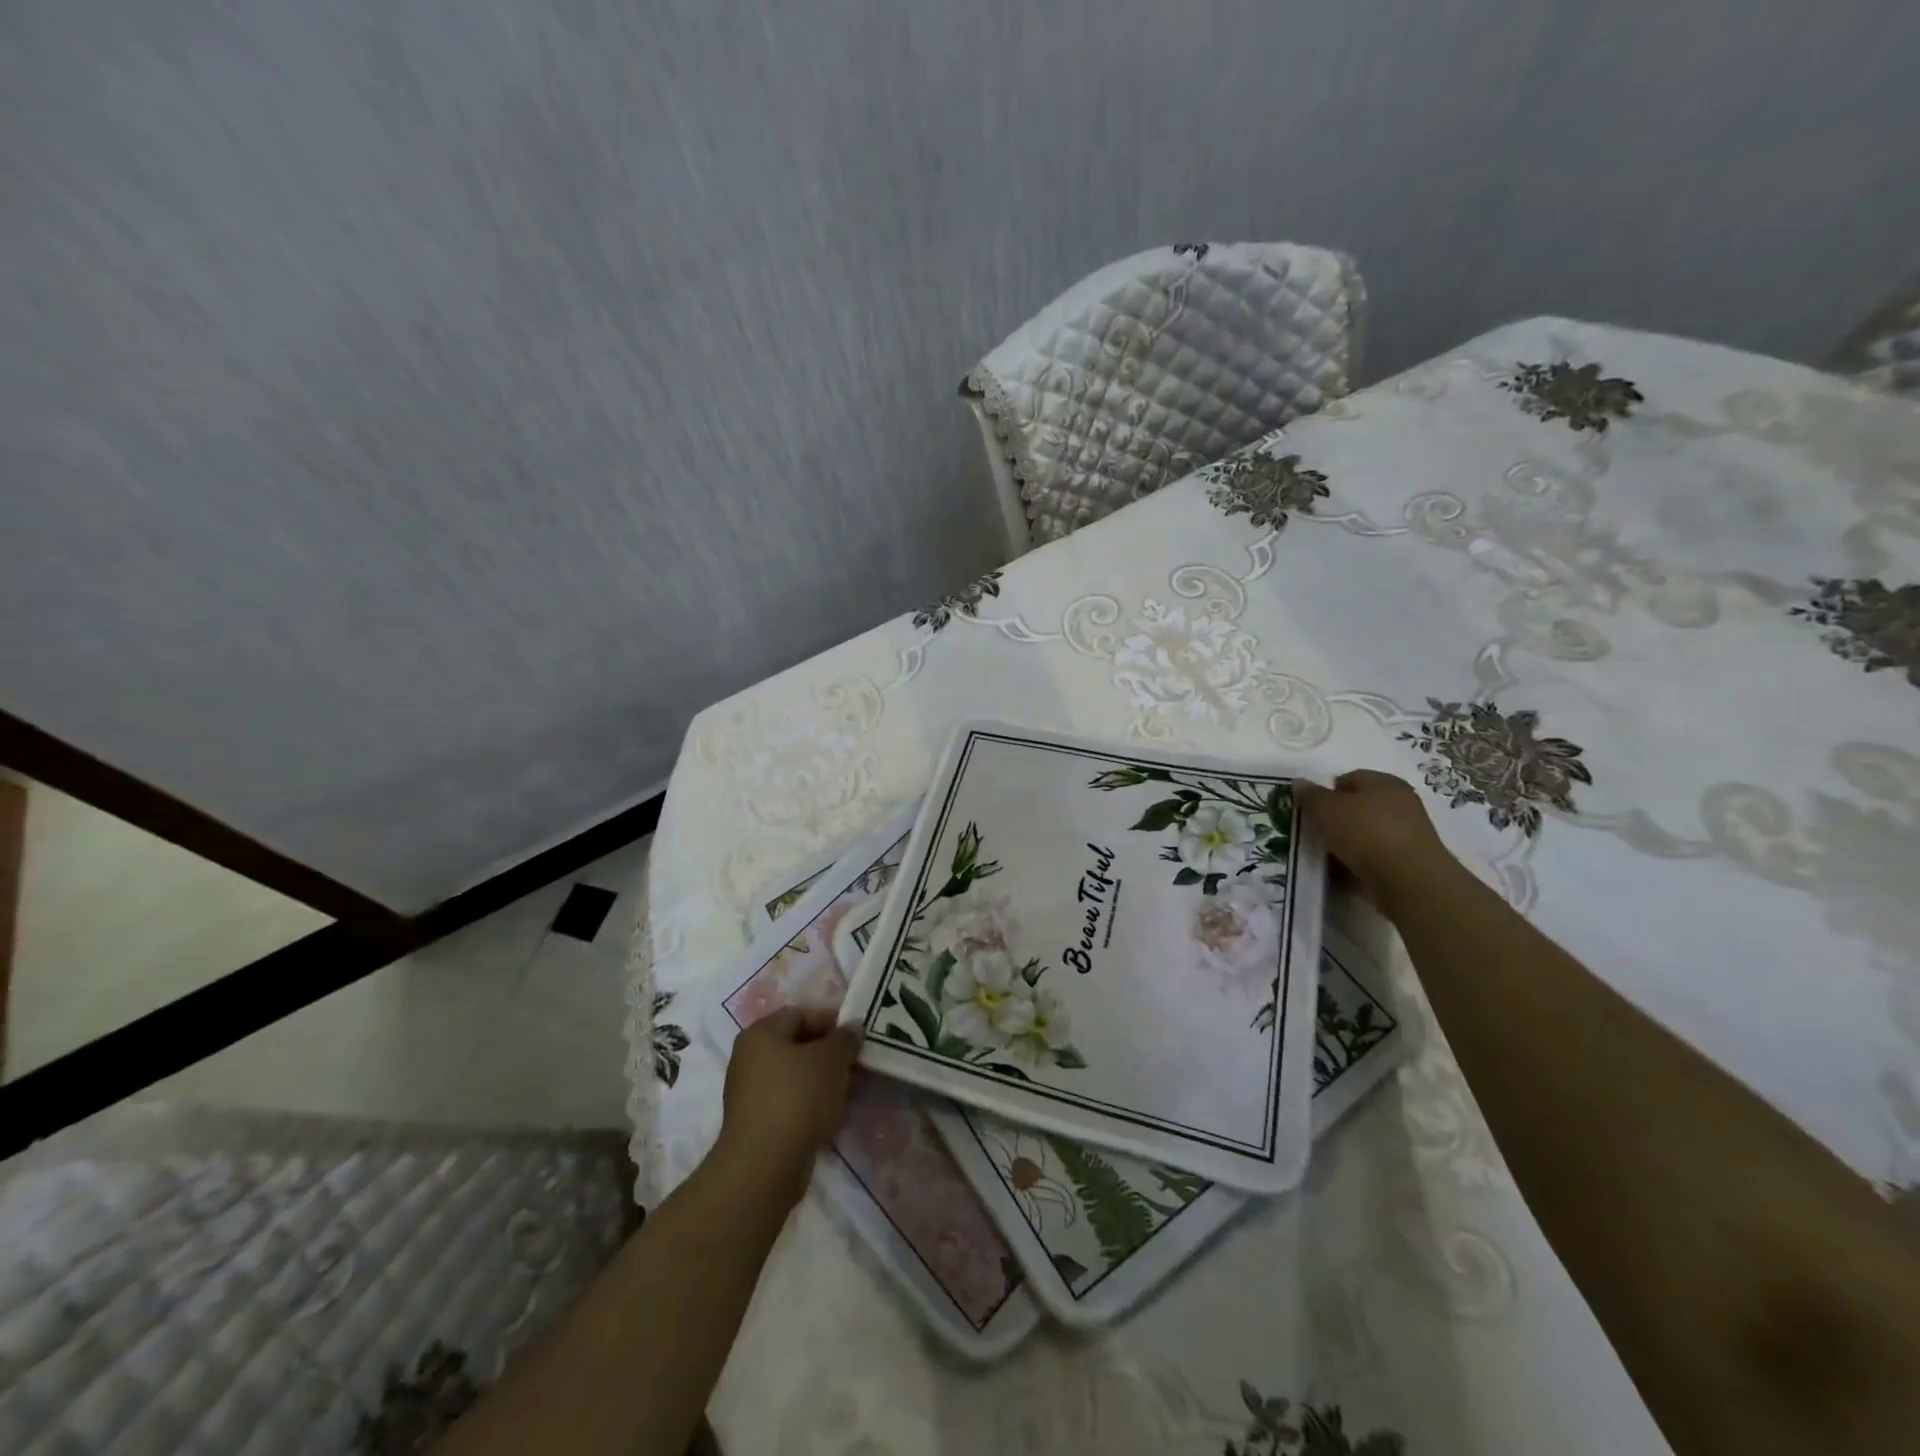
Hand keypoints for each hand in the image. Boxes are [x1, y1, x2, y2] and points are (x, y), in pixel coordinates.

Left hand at [714, 1008, 860, 1207]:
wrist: (764, 1166)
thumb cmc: (798, 1097)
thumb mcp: (832, 1059)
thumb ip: (845, 1038)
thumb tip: (852, 1028)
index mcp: (760, 1033)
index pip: (800, 1014)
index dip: (832, 1022)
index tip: (857, 1038)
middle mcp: (749, 1058)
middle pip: (797, 1046)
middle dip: (829, 1054)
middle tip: (856, 1065)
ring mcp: (749, 1093)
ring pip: (794, 1077)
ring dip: (821, 1081)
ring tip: (848, 1092)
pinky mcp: (756, 1124)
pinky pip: (789, 1103)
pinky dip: (810, 1105)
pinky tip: (829, 1116)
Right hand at [1294, 770, 1456, 912]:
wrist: (1409, 881)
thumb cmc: (1367, 833)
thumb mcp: (1327, 809)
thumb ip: (1311, 796)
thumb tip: (1299, 783)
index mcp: (1385, 783)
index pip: (1350, 778)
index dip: (1326, 791)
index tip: (1310, 809)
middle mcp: (1400, 804)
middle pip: (1358, 807)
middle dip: (1335, 819)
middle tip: (1314, 831)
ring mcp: (1406, 835)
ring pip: (1365, 834)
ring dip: (1345, 843)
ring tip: (1324, 856)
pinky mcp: (1407, 863)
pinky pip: (1373, 858)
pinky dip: (1357, 864)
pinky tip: (1341, 874)